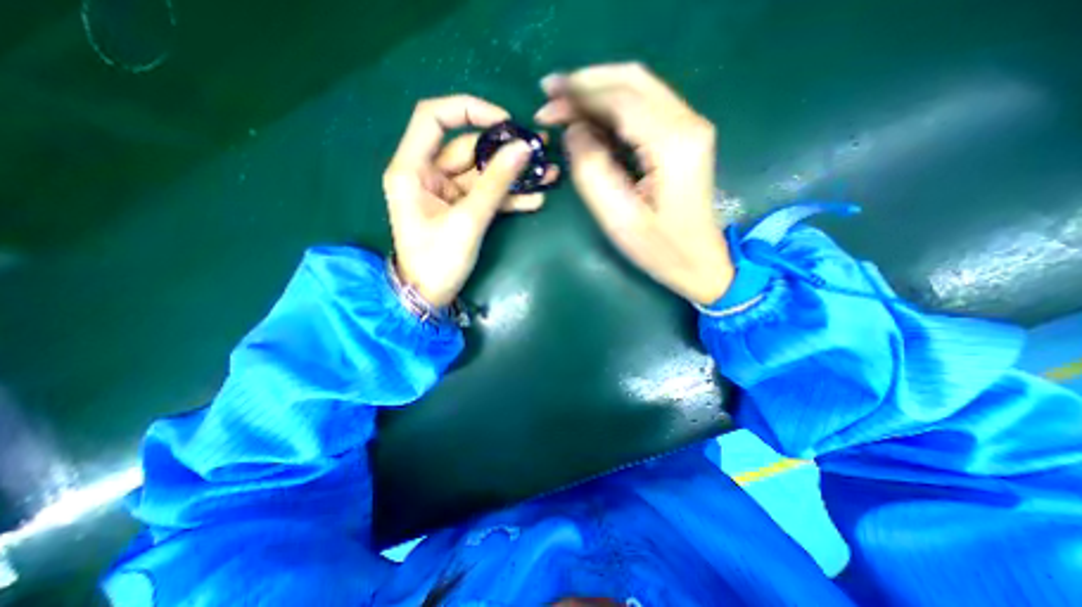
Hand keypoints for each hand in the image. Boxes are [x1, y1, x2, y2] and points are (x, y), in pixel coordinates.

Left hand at [383, 94, 557, 308]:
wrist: (430, 297)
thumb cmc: (438, 261)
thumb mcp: (468, 220)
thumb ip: (495, 184)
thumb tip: (523, 148)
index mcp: (412, 169)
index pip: (434, 117)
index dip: (469, 110)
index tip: (505, 121)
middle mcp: (428, 174)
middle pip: (468, 149)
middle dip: (505, 150)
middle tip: (541, 148)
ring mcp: (447, 193)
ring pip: (483, 174)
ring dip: (514, 176)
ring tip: (548, 174)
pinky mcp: (462, 209)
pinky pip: (486, 195)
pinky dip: (509, 197)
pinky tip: (536, 199)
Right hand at [535, 63, 735, 305]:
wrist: (700, 261)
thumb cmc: (659, 249)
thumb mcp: (618, 218)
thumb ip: (591, 170)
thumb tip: (574, 131)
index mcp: (672, 144)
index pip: (620, 99)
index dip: (580, 92)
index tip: (546, 96)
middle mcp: (688, 123)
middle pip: (631, 80)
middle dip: (586, 83)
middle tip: (550, 95)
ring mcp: (690, 127)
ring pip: (638, 88)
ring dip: (597, 92)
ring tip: (563, 106)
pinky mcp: (685, 137)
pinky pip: (644, 107)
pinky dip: (612, 106)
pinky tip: (590, 120)